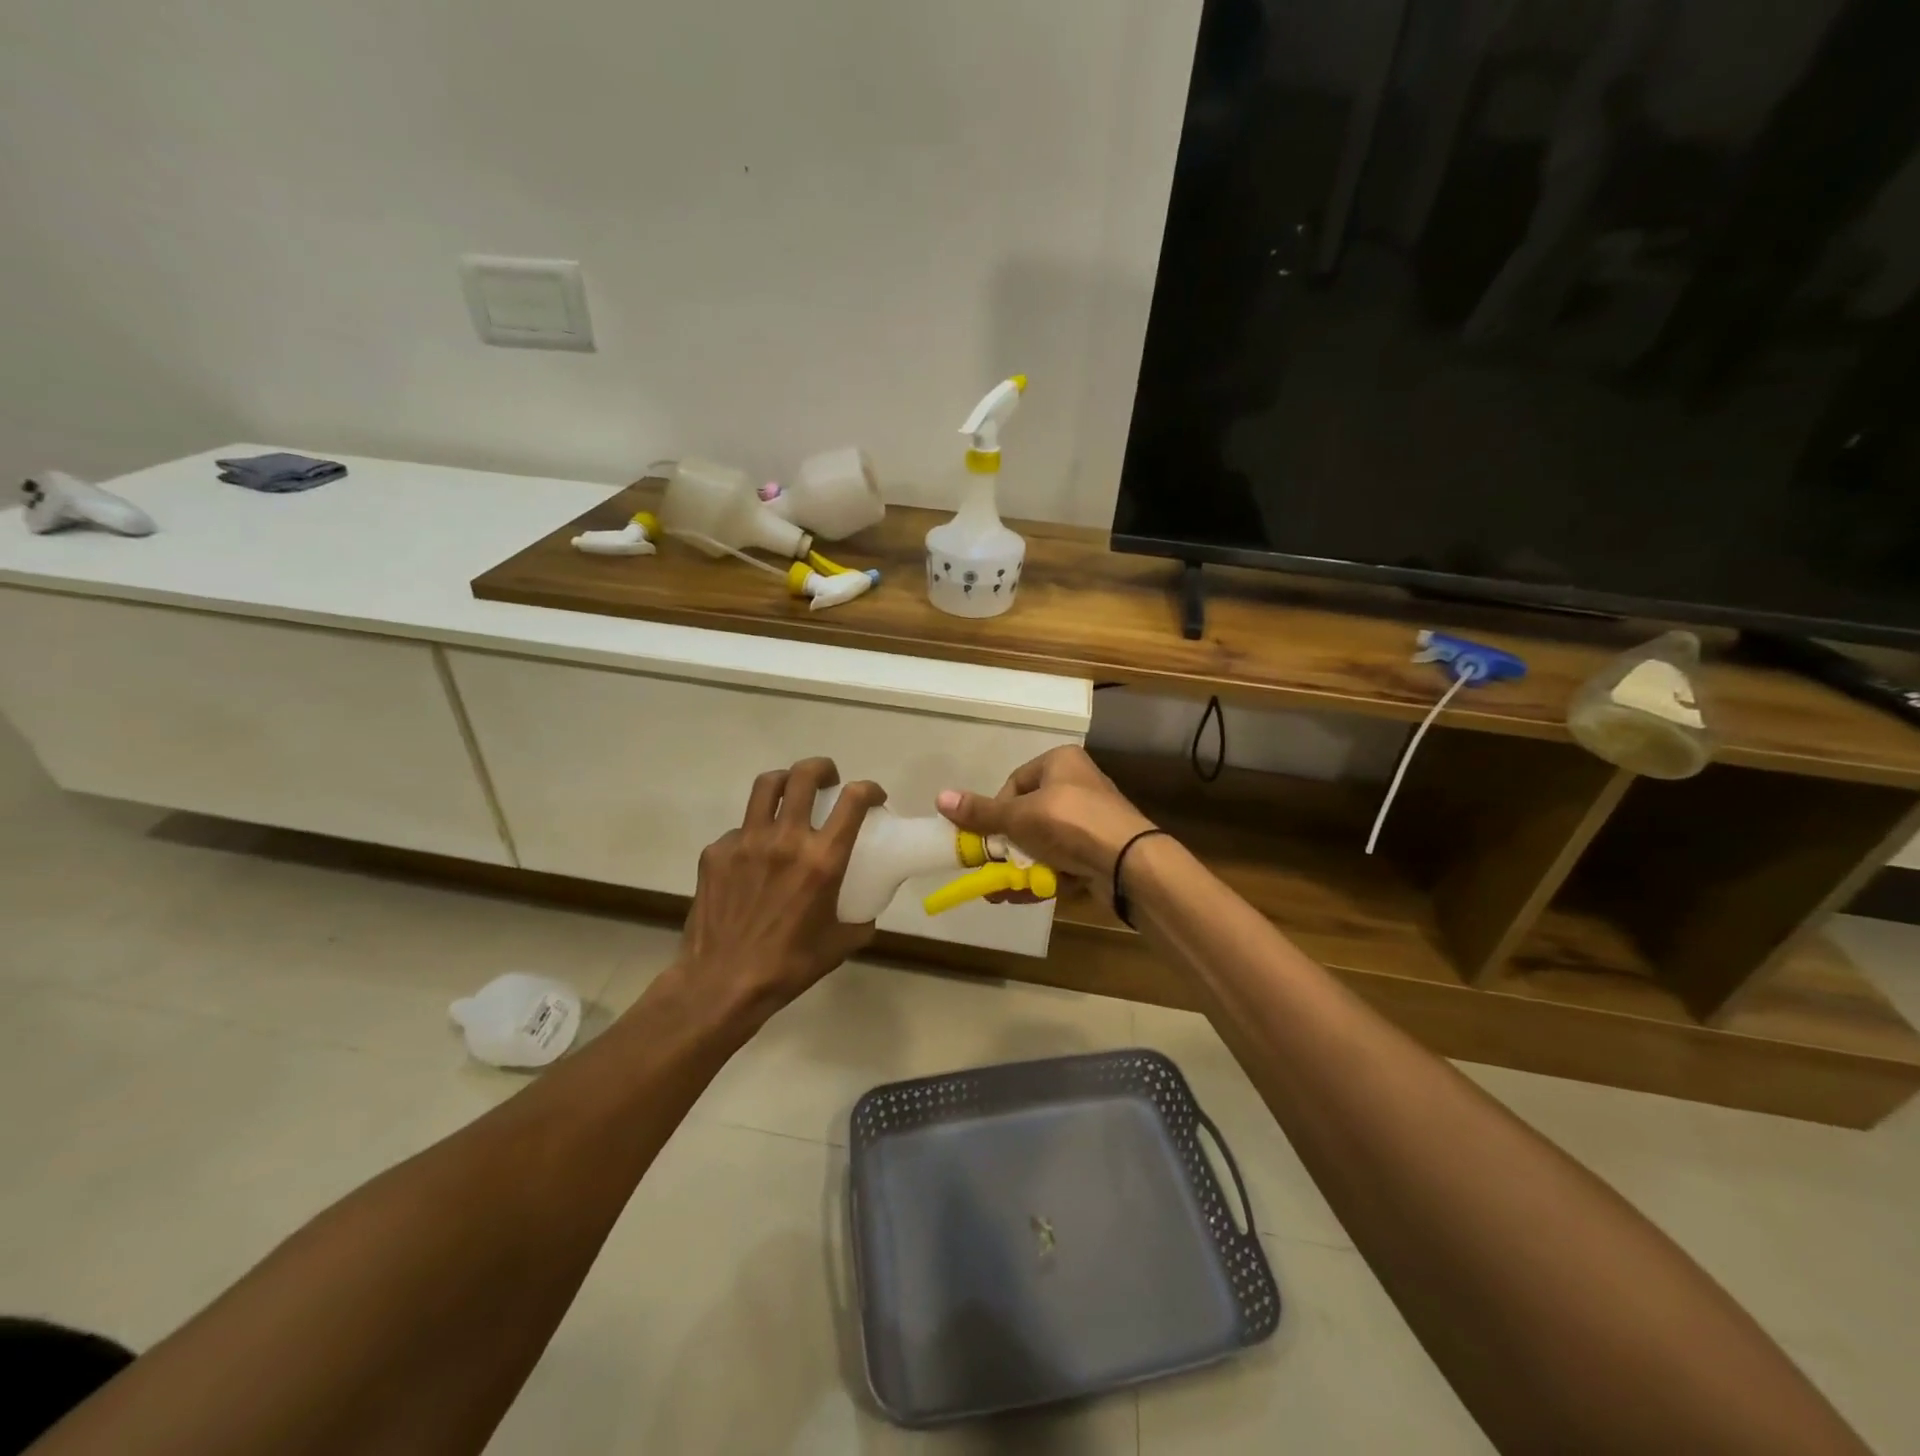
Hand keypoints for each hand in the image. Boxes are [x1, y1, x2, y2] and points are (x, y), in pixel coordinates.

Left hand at [673, 758, 885, 1027]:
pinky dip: (754, 833)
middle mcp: (785, 839)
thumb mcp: (839, 944)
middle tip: (828, 779)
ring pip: (766, 786)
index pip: (853, 801)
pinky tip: (754, 856)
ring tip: (790, 795)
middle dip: (822, 768)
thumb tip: (867, 911)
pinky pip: (740, 829)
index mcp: (822, 859)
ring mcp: (746, 841)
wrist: (721, 983)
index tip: (873, 796)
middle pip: (804, 776)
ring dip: (786, 782)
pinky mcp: (716, 852)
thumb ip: (860, 920)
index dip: (869, 789)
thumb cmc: (789, 966)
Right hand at [937, 746, 1155, 906]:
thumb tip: (940, 797)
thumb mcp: (1018, 816)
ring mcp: (1091, 821)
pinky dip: (1042, 878)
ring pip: (1043, 844)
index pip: (1015, 782)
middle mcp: (1078, 786)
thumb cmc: (1069, 824)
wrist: (1128, 862)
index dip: (997, 810)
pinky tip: (1022, 898)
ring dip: (1019, 869)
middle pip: (1028, 816)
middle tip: (987, 869)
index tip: (988, 835)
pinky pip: (1062, 862)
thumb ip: (981, 812)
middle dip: (1006, 848)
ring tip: (998, 892)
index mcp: (1061, 762)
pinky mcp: (1099, 851)